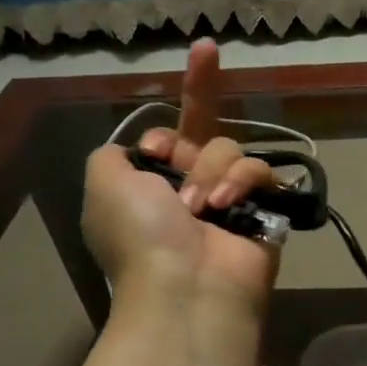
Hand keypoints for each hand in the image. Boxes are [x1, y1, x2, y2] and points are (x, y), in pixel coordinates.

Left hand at [80, 40, 279, 313]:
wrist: (186, 286)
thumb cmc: (139, 234)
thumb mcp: (102, 181)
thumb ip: (113, 153)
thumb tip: (136, 149)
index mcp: (151, 182)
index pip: (166, 134)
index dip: (163, 132)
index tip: (156, 149)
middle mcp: (191, 185)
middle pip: (203, 129)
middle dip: (201, 99)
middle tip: (200, 79)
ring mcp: (230, 197)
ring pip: (229, 148)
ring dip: (211, 171)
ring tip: (201, 207)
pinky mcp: (264, 208)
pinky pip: (260, 170)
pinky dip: (242, 182)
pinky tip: (226, 206)